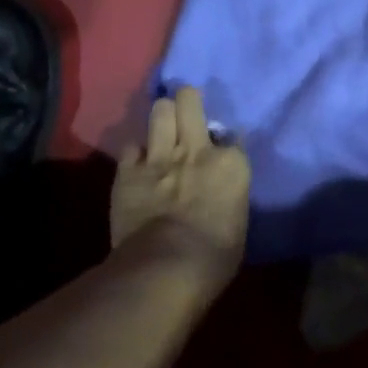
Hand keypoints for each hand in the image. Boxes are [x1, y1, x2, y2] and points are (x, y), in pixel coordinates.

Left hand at [112, 85, 250, 287]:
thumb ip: (230, 194)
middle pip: (189, 101)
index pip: (232, 135)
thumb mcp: (238, 221)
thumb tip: (223, 190)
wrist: (166, 267)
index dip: (224, 142)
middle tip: (186, 112)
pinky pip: (130, 146)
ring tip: (162, 128)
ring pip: (159, 110)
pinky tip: (138, 163)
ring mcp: (160, 156)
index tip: (221, 150)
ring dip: (162, 118)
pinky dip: (135, 153)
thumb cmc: (215, 256)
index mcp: (231, 163)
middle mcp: (196, 149)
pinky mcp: (128, 171)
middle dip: (187, 101)